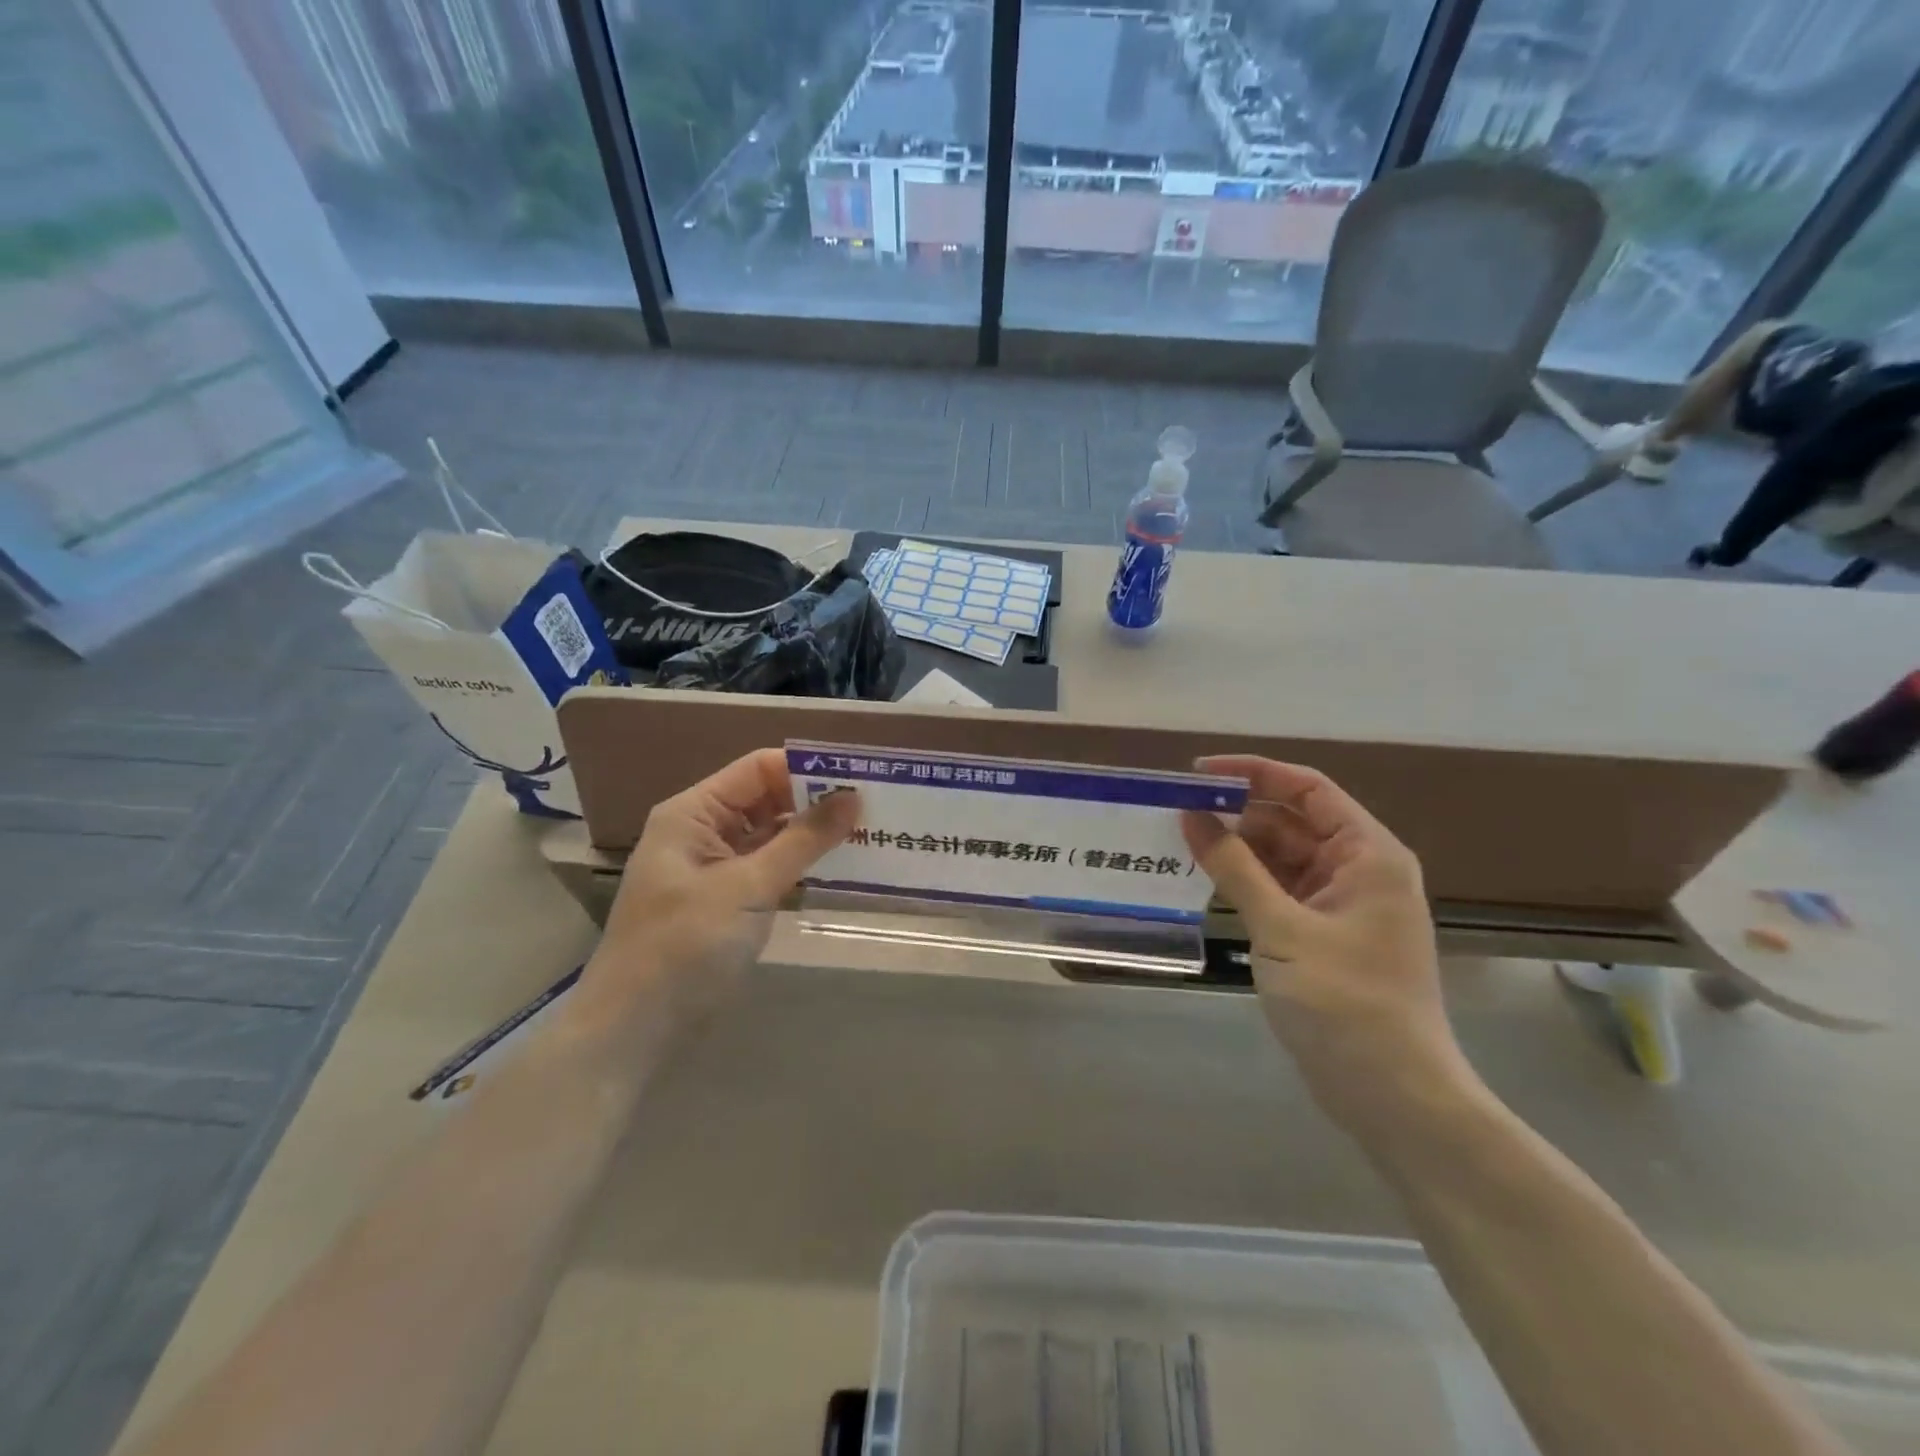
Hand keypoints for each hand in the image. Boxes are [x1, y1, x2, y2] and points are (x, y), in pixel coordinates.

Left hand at [571, 749, 859, 1053]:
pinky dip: (801, 866)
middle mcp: (703, 832)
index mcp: (694, 813)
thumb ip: (803, 840)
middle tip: (875, 808)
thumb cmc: (684, 947)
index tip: (860, 778)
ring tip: (869, 833)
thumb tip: (853, 795)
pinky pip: (770, 869)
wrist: (635, 1031)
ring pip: (772, 836)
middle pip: (767, 799)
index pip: (758, 769)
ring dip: (813, 835)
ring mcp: (715, 869)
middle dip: (816, 801)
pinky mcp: (727, 902)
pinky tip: (841, 868)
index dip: (807, 770)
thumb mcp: (748, 887)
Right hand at [1181, 756, 1477, 1146]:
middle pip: (1290, 820)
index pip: (1307, 788)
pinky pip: (1277, 889)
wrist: (1393, 1095)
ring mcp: (1339, 903)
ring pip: (1279, 855)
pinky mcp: (1320, 933)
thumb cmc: (1346, 1003)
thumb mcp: (1282, 928)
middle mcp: (1357, 869)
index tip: (1197, 773)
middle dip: (1236, 812)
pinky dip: (1243, 881)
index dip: (1253, 772)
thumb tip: (1191, 814)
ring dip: (1235, 848)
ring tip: (1178, 842)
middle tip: (1175, 811)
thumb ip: (1234, 867)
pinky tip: (1202, 880)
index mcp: (1367, 854)